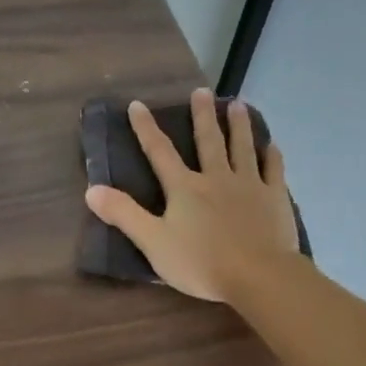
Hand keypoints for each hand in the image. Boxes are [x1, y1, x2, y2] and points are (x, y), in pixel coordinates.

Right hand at [85, 88, 301, 302]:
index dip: (146, 128)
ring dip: (238, 125)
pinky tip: (272, 145)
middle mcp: (216, 178)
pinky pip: (273, 170)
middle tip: (202, 91)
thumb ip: (124, 215)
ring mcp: (249, 185)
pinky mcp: (274, 198)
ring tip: (237, 104)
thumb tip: (91, 190)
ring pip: (242, 147)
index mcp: (184, 188)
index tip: (137, 105)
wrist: (257, 275)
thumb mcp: (153, 242)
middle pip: (208, 141)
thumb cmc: (200, 263)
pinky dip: (271, 155)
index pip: (160, 152)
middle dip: (202, 115)